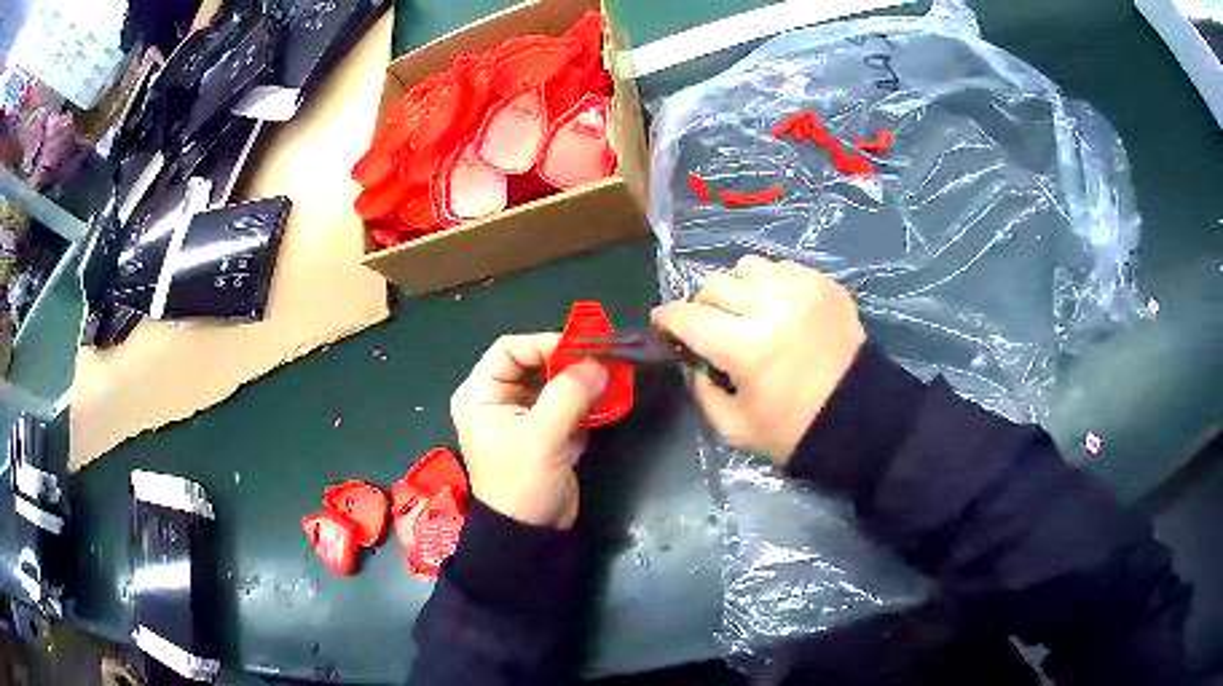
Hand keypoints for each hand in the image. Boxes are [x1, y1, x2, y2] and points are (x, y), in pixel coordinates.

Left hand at [450, 334, 607, 528]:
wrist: (530, 534)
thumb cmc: (522, 484)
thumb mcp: (541, 437)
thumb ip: (569, 395)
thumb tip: (599, 363)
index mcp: (481, 394)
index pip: (510, 349)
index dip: (545, 343)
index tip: (583, 348)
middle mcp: (499, 399)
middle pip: (535, 363)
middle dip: (569, 362)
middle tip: (605, 360)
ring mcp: (524, 416)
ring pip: (555, 382)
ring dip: (582, 380)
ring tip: (613, 377)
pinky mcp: (547, 432)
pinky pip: (568, 403)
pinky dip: (588, 400)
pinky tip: (610, 398)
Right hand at [653, 255, 864, 464]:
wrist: (861, 417)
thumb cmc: (795, 430)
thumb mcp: (735, 427)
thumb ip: (702, 390)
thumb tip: (693, 360)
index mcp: (745, 347)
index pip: (687, 316)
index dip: (667, 319)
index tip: (663, 324)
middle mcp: (770, 306)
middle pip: (713, 285)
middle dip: (702, 306)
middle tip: (710, 326)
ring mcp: (801, 288)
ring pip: (746, 267)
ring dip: (738, 288)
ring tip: (748, 311)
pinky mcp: (824, 283)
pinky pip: (781, 267)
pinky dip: (771, 284)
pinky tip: (779, 308)